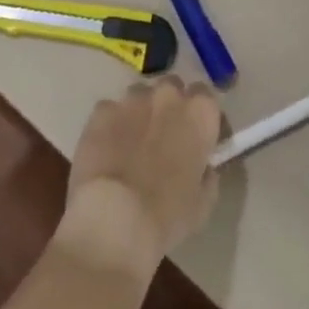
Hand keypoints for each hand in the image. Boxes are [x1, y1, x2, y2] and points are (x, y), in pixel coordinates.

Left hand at [53, 77, 223, 280]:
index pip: (207, 99)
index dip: (202, 119)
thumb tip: (202, 165)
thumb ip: (207, 173)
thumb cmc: (168, 215)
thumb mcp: (203, 202)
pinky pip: (110, 111)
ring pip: (140, 96)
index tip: (199, 139)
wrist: (114, 219)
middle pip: (172, 89)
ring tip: (133, 144)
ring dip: (141, 112)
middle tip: (165, 138)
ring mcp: (132, 100)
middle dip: (170, 107)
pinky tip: (107, 150)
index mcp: (199, 113)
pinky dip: (112, 125)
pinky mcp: (101, 111)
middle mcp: (168, 96)